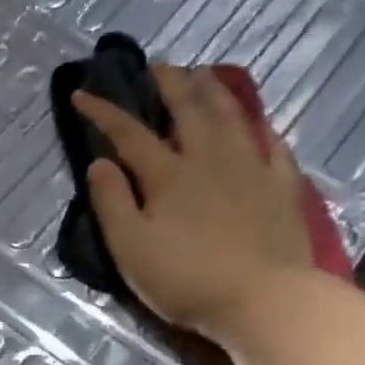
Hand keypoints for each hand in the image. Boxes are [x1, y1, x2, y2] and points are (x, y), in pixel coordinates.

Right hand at [74, 64, 316, 346]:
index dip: (104, 112)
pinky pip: (272, 145)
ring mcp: (251, 168)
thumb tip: (99, 163)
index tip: (82, 93)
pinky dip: (259, 129)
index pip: (129, 133)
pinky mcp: (281, 187)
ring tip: (203, 75)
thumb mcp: (130, 248)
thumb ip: (112, 202)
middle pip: (187, 108)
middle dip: (168, 83)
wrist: (264, 299)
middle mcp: (209, 158)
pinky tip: (256, 126)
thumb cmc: (186, 278)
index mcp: (168, 174)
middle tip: (157, 65)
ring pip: (230, 116)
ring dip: (213, 91)